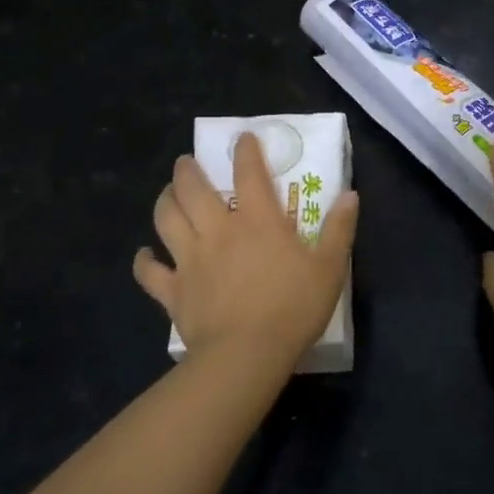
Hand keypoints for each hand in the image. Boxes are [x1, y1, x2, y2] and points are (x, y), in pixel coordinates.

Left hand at [134, 133, 358, 366]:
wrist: (246, 355)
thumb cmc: (293, 308)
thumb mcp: (329, 268)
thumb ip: (339, 229)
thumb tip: (350, 195)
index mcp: (258, 221)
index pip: (249, 172)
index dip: (245, 150)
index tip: (242, 138)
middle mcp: (218, 230)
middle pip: (193, 189)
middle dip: (187, 170)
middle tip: (186, 163)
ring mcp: (190, 259)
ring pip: (166, 220)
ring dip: (164, 202)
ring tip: (167, 194)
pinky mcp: (174, 291)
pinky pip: (149, 272)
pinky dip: (143, 261)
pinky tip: (143, 256)